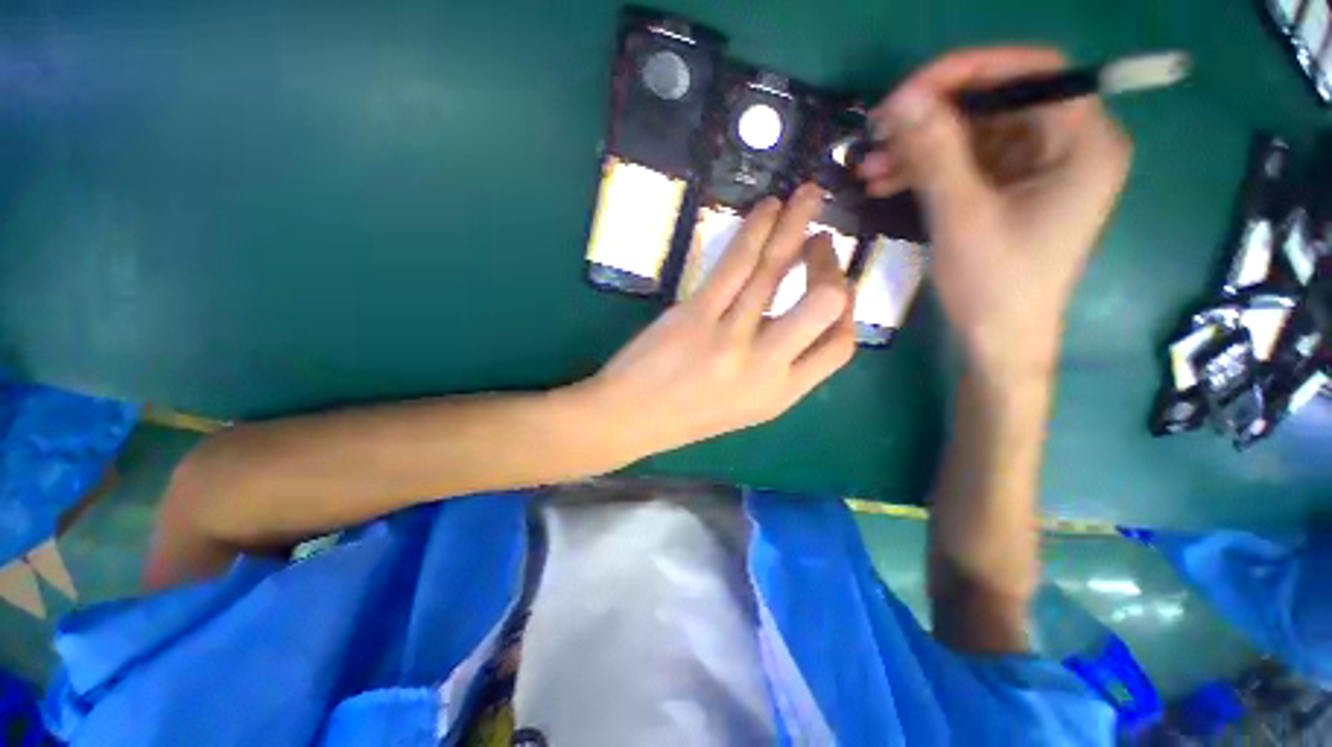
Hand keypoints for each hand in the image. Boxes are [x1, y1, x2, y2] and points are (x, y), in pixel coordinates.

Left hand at [577, 183, 856, 457]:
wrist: (631, 419)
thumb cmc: (687, 416)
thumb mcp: (746, 407)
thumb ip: (778, 369)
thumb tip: (798, 320)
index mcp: (781, 395)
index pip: (840, 346)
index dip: (849, 308)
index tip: (835, 284)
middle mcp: (765, 367)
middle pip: (825, 303)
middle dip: (830, 265)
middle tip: (821, 242)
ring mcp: (730, 338)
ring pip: (775, 270)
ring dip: (796, 225)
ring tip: (807, 196)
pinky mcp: (696, 314)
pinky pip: (734, 265)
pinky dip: (755, 231)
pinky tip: (768, 209)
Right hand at [858, 47, 1131, 382]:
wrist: (998, 342)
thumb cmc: (995, 285)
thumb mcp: (962, 216)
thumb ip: (935, 153)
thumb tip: (901, 100)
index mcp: (1083, 143)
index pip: (1031, 73)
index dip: (967, 72)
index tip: (906, 94)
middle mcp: (1066, 146)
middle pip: (995, 105)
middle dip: (930, 120)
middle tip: (876, 134)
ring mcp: (1036, 170)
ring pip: (971, 137)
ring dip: (916, 150)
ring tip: (866, 169)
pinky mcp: (1008, 192)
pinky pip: (963, 166)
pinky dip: (923, 172)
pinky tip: (883, 183)